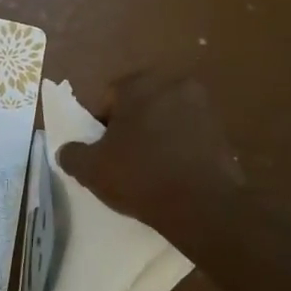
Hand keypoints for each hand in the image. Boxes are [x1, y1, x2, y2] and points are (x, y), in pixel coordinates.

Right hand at [58, 70, 245, 254]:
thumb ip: (72, 154)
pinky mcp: (223, 131)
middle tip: (122, 159)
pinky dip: (179, 149)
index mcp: (140, 84)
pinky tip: (173, 175)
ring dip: (156, 137)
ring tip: (149, 170)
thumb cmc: (140, 176)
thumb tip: (67, 151)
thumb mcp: (91, 169)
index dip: (100, 126)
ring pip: (166, 119)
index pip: (109, 98)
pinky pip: (189, 136)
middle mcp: (174, 85)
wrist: (203, 206)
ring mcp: (203, 107)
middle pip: (140, 105)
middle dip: (130, 127)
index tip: (102, 152)